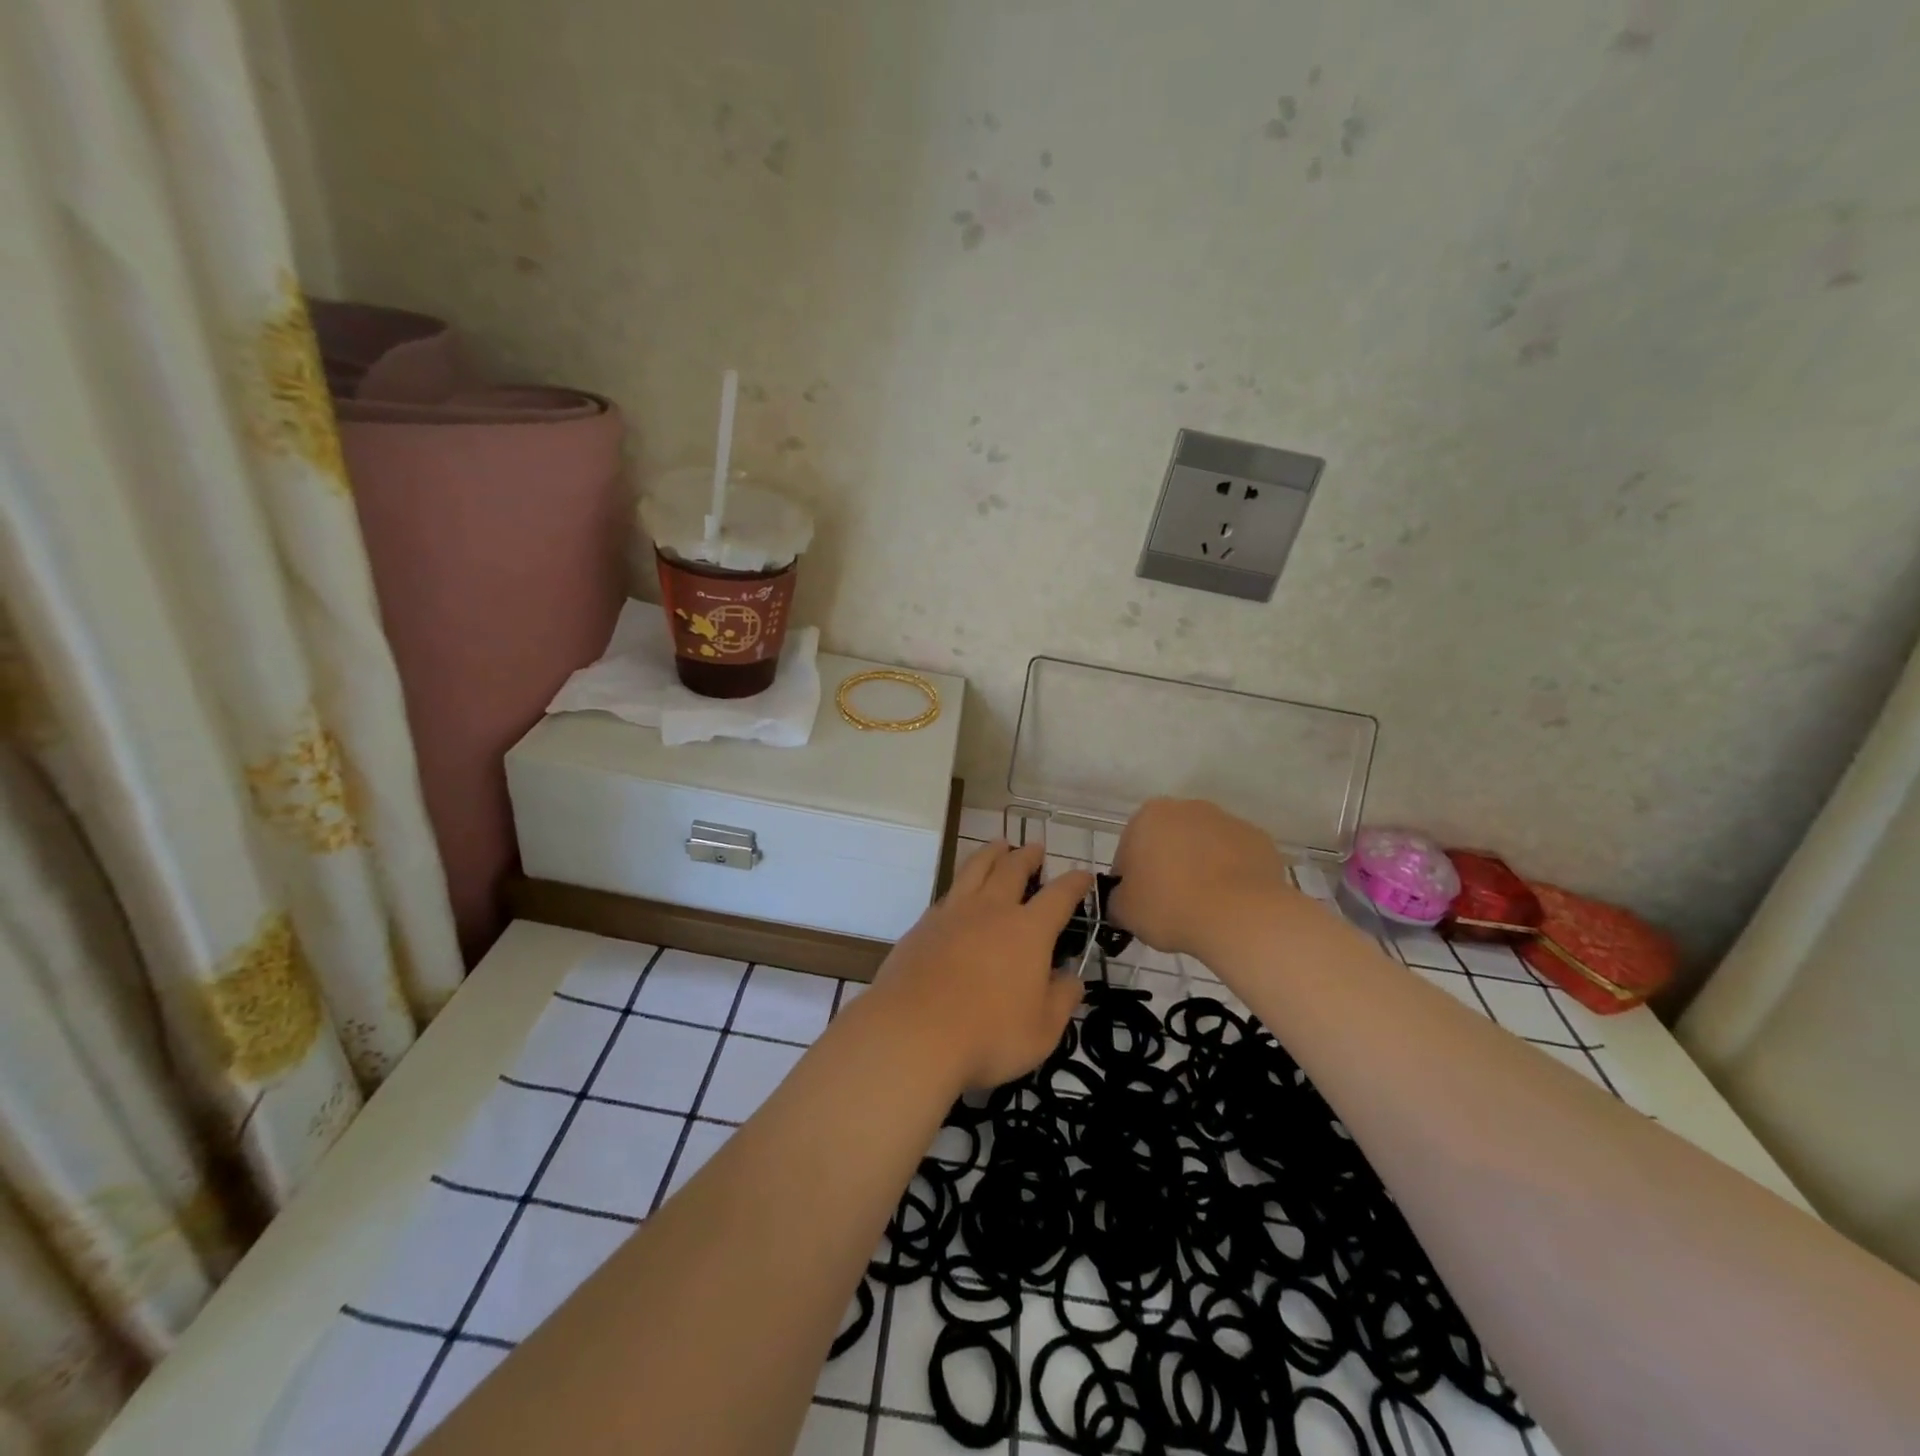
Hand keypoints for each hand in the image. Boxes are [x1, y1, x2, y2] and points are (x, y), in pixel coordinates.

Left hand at [870, 841, 1090, 1090]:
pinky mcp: (923, 925)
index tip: (1083, 874)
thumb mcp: (1042, 1031)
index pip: (1059, 896)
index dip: (1074, 883)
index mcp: (1028, 931)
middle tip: (1035, 847)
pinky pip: (948, 892)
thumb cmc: (988, 1035)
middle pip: (1012, 869)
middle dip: (1028, 856)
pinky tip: (960, 892)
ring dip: (991, 853)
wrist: (913, 1032)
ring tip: (998, 845)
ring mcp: (953, 913)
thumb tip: (1072, 978)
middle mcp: (992, 910)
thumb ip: (1062, 1000)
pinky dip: (961, 883)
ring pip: (976, 869)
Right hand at [1108, 798, 1295, 958]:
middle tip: (1170, 905)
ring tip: (1204, 907)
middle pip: (1169, 840)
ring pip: (1204, 847)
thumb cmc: (1170, 906)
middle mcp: (1187, 808)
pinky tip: (1231, 903)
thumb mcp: (1124, 911)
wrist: (1240, 916)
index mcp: (1148, 816)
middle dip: (1167, 866)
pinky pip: (1236, 858)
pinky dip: (1231, 875)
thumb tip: (1123, 899)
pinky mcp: (1259, 839)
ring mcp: (1227, 820)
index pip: (1129, 848)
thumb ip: (1116, 899)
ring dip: (1201, 868)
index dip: (1131, 878)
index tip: (1139, 904)